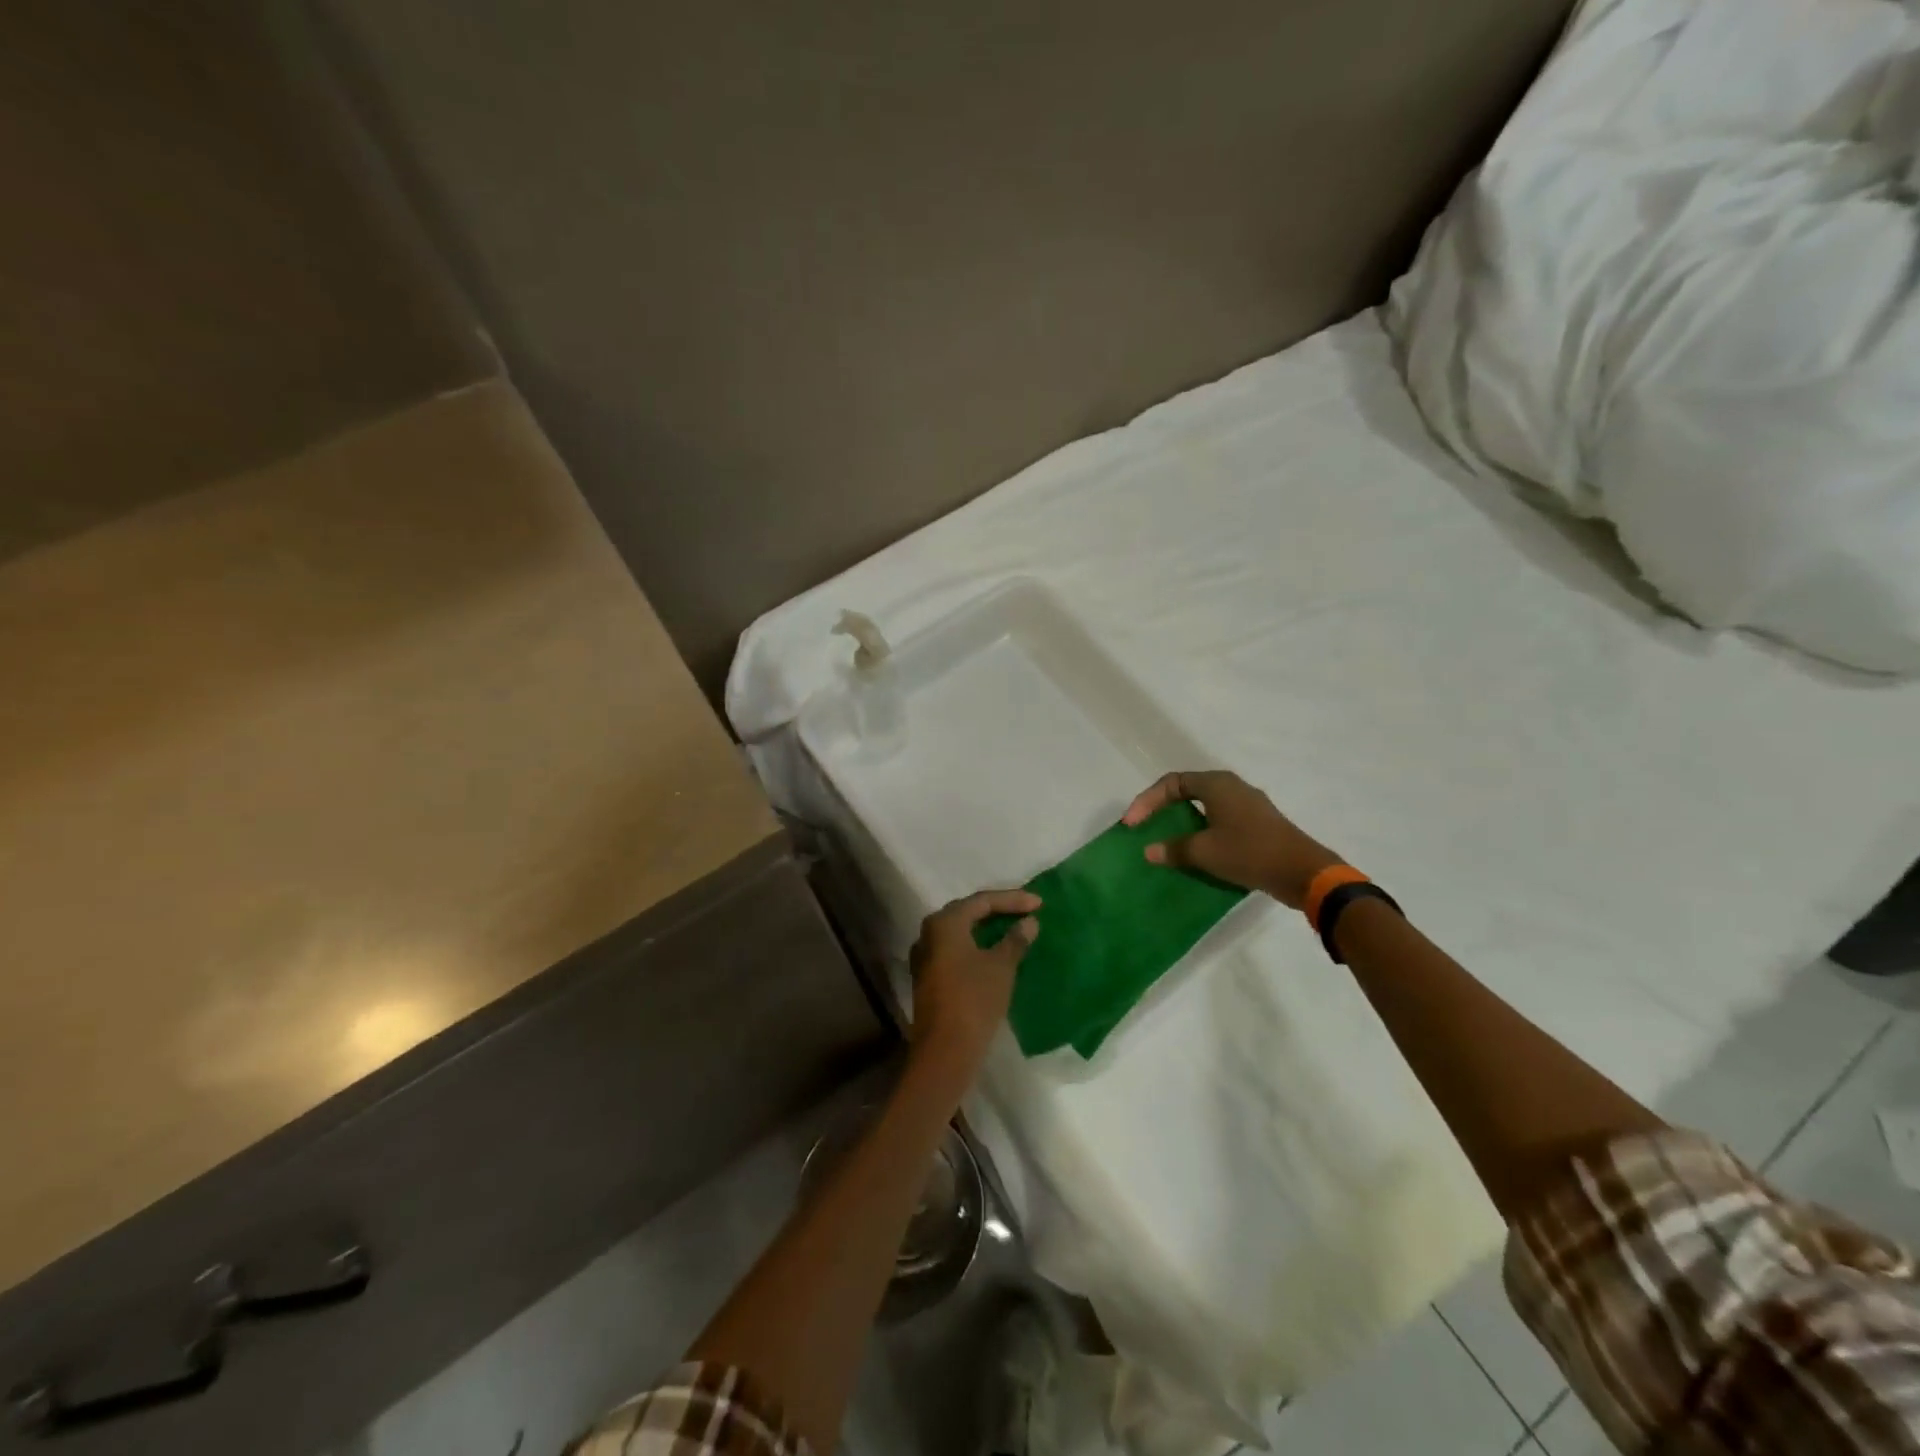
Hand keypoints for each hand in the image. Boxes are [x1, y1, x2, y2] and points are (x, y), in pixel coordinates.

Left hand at [908, 889, 1040, 1078]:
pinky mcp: (928, 976)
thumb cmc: (974, 1000)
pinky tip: (994, 952)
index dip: (1012, 900)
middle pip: (968, 912)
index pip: (982, 901)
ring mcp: (925, 955)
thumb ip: (1015, 940)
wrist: (945, 1051)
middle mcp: (929, 932)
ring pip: (960, 932)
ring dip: (986, 928)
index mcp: (945, 923)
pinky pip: (955, 950)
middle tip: (1026, 911)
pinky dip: (976, 946)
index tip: (1039, 903)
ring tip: (1013, 928)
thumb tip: (1029, 922)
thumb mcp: (1001, 967)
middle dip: (998, 910)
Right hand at [1122, 770, 1340, 909]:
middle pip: (1187, 790)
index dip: (1147, 800)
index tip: (1132, 824)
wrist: (1304, 872)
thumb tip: (1150, 851)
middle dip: (1162, 808)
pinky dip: (1202, 832)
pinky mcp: (1258, 825)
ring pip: (1205, 807)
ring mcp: (1248, 806)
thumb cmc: (1250, 852)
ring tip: (1166, 840)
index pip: (1172, 782)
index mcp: (1217, 784)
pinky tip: (1196, 852)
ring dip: (1183, 822)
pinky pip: (1220, 821)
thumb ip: (1174, 849)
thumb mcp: (1205, 852)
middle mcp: (1233, 787)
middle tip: (1145, 827)